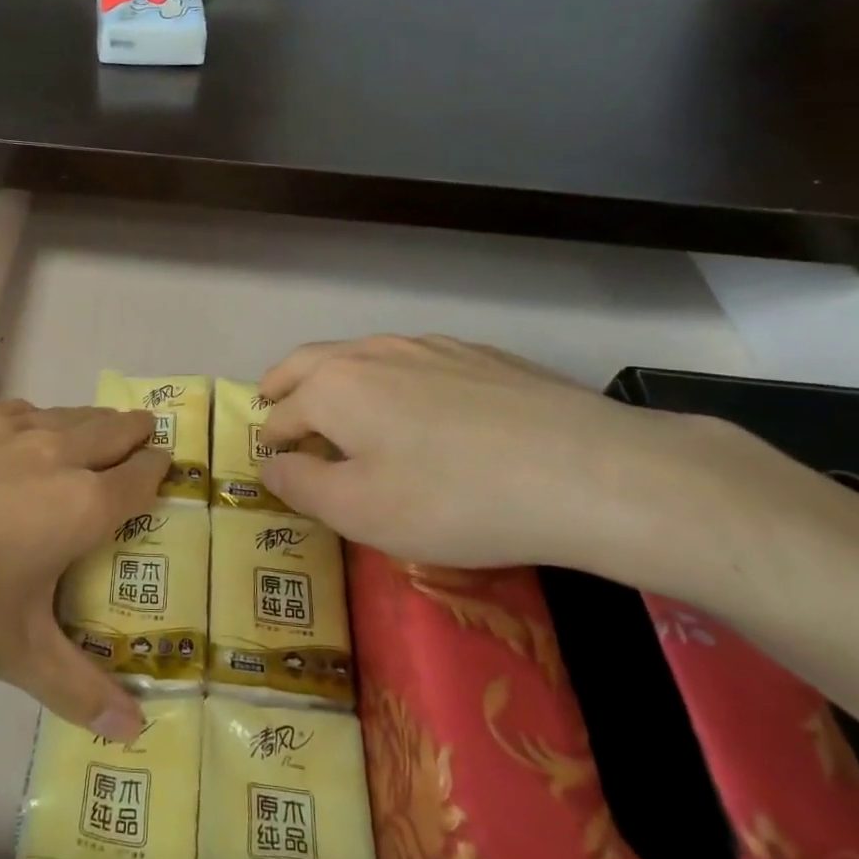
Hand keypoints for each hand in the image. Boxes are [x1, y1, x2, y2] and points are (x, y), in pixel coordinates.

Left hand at [0, 401, 165, 739]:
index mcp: (80, 505)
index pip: (139, 476)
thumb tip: (134, 733)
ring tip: (91, 430)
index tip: (167, 463)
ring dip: (86, 422)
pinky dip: (30, 419)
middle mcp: (53, 453)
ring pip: (64, 413)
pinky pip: (12, 410)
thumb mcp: (11, 652)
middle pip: (111, 430)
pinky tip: (14, 429)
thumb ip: (76, 687)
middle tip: (143, 436)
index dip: (158, 469)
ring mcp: (2, 427)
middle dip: (134, 433)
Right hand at [257, 334, 725, 583]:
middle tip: (272, 402)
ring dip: (334, 376)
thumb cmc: (453, 499)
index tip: (272, 463)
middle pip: (308, 363)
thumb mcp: (359, 511)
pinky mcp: (478, 355)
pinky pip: (413, 360)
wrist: (587, 472)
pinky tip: (415, 403)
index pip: (281, 414)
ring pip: (361, 354)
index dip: (270, 441)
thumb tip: (271, 465)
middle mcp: (372, 353)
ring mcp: (429, 347)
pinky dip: (389, 377)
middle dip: (283, 384)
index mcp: (333, 387)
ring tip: (339, 403)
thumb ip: (302, 485)